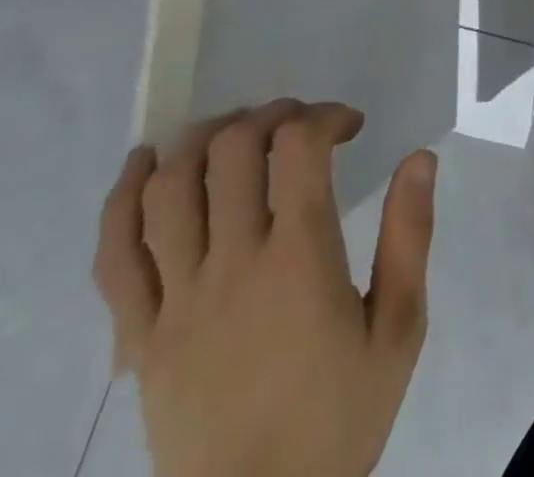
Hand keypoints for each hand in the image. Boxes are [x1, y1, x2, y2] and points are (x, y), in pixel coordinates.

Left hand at [93, 100, 436, 476]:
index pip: (298, 146)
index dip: (325, 115)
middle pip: (231, 150)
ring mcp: (175, 302)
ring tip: (234, 133)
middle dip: (269, 115)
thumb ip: (410, 235)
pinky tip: (142, 164)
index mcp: (299, 259)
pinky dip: (121, 198)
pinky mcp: (137, 339)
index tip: (348, 127)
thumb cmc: (339, 417)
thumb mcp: (399, 328)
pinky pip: (113, 257)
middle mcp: (232, 266)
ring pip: (167, 190)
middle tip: (297, 125)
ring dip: (201, 140)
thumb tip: (420, 157)